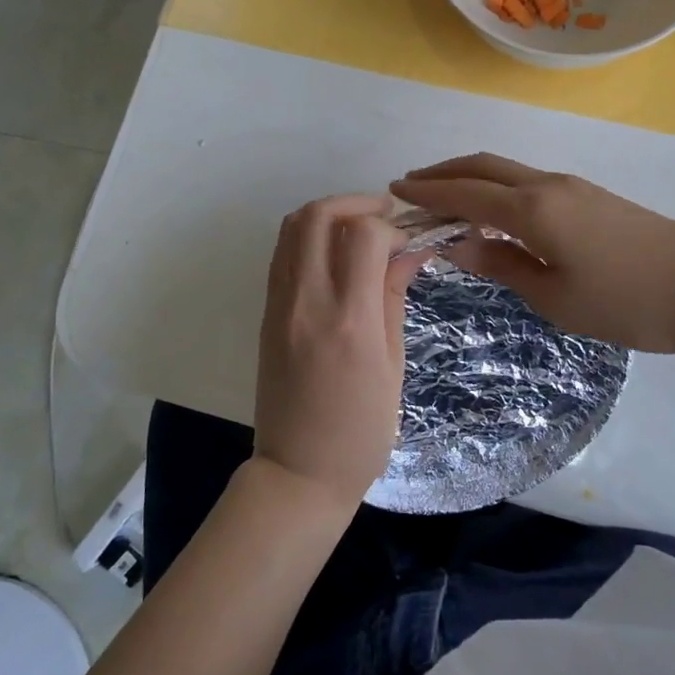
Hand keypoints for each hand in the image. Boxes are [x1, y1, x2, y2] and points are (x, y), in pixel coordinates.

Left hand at [253, 195, 426, 512]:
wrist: (297, 472)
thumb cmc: (360, 431)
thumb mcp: (392, 365)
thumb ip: (393, 298)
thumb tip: (409, 251)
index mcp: (348, 320)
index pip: (363, 235)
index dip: (391, 226)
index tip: (407, 242)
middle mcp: (306, 302)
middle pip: (317, 216)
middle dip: (353, 202)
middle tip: (382, 215)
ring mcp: (278, 305)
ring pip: (291, 228)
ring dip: (327, 214)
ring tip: (358, 230)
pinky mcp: (265, 313)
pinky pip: (282, 254)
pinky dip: (308, 238)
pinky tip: (334, 256)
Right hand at [391, 154, 674, 353]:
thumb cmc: (630, 304)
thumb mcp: (557, 298)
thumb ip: (503, 265)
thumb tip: (458, 243)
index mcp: (534, 209)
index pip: (465, 193)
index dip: (427, 191)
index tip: (393, 191)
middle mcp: (548, 185)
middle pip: (483, 166)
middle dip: (443, 173)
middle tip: (411, 187)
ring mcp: (574, 187)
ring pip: (507, 170)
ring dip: (470, 178)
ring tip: (444, 198)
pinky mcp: (592, 197)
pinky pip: (529, 182)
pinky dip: (497, 188)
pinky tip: (493, 211)